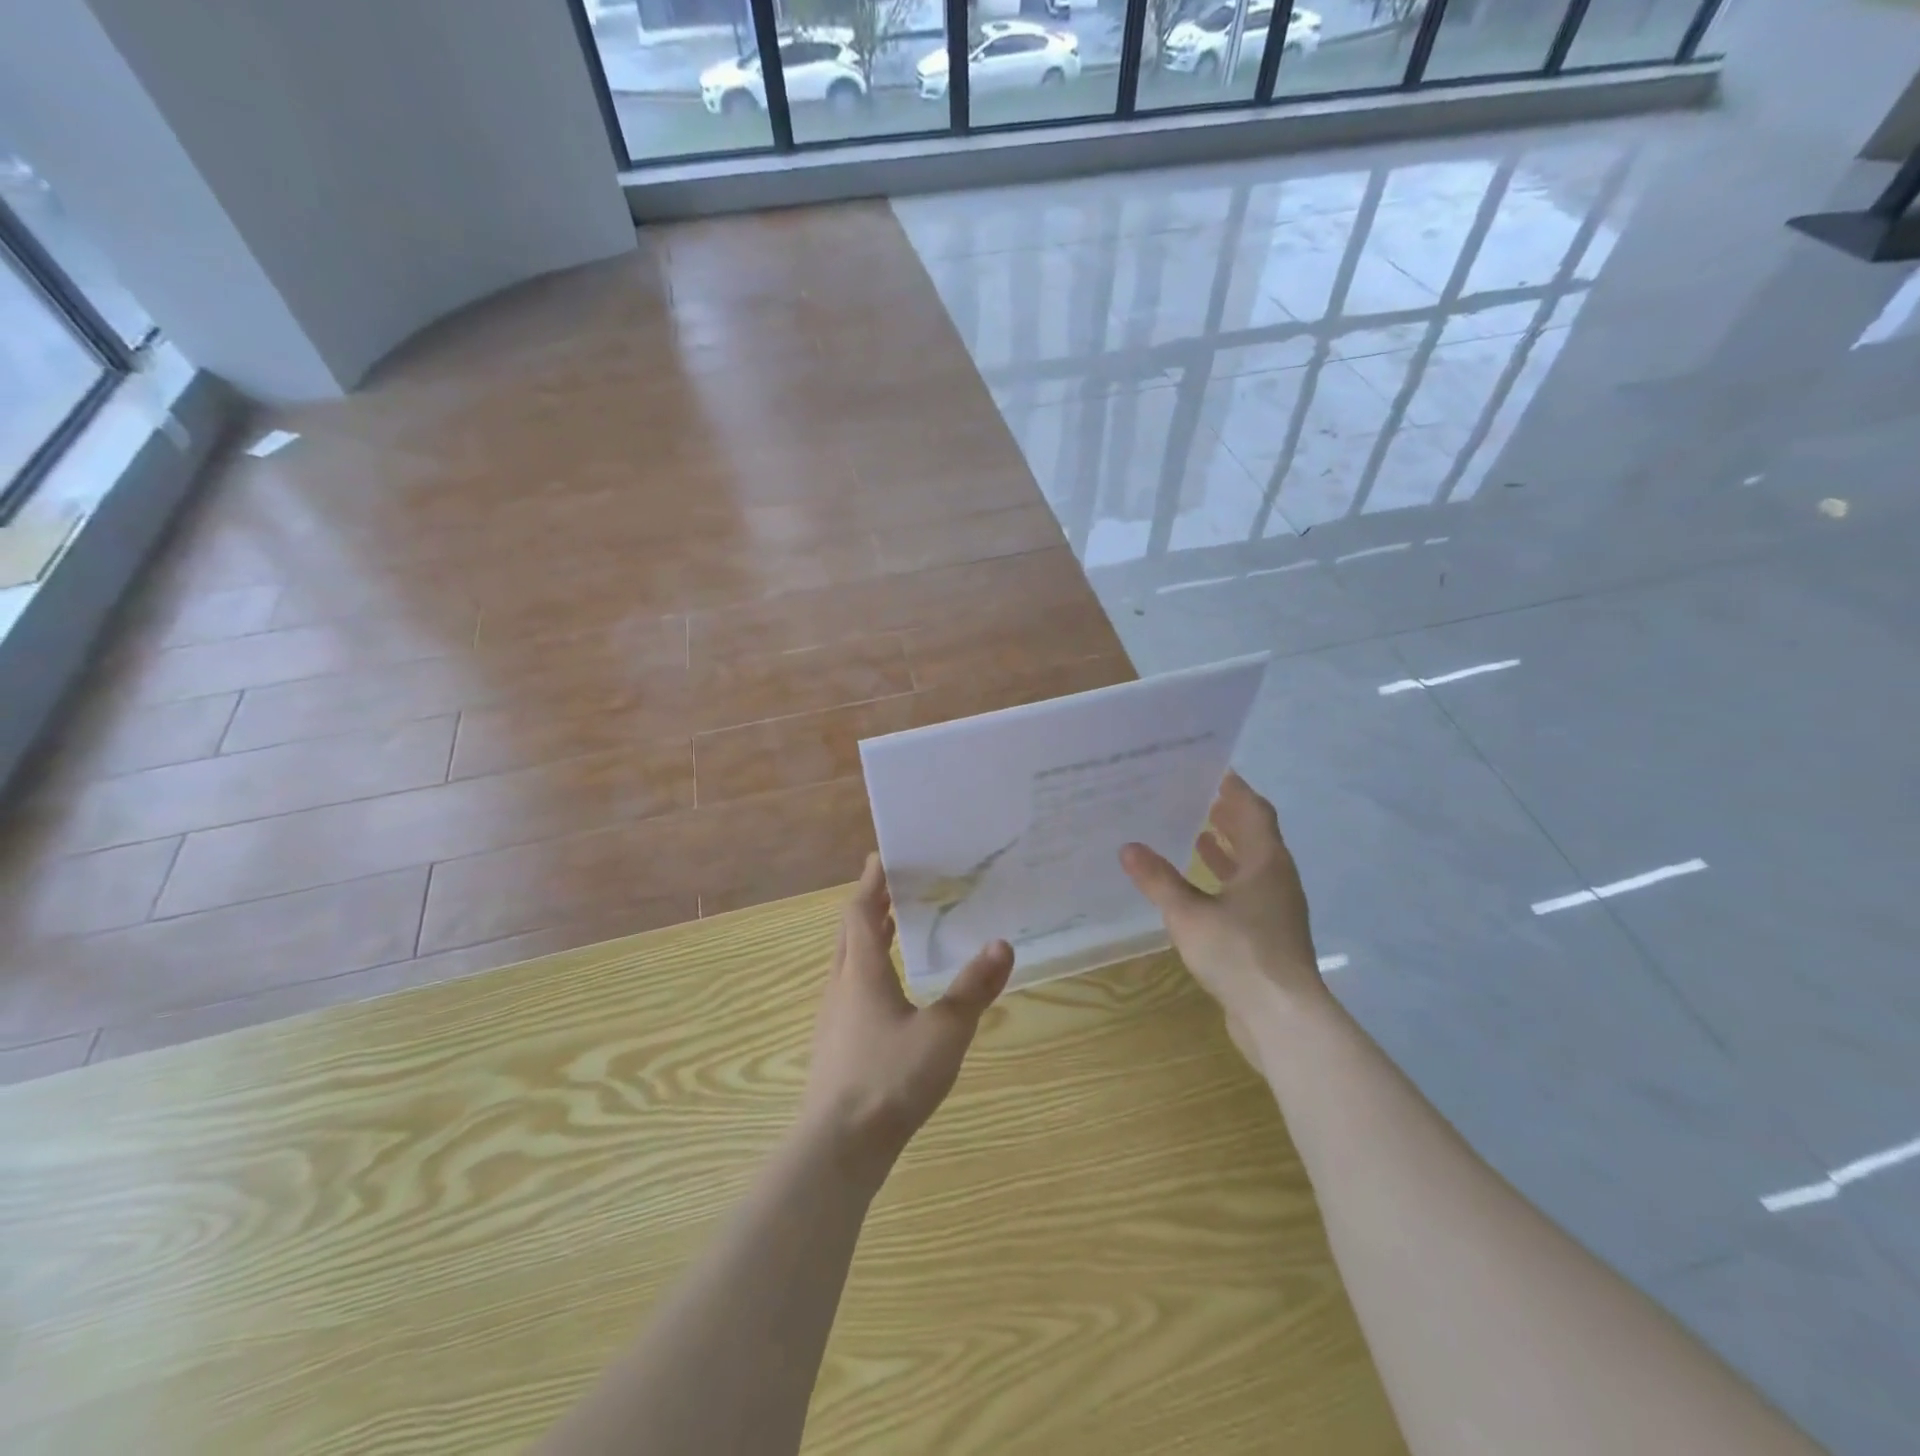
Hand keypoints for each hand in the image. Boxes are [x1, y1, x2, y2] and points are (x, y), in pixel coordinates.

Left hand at [801, 854, 1013, 1180]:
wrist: (838, 1149)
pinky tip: (888, 994)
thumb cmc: (889, 1079)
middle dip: (869, 906)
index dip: (870, 883)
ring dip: (866, 939)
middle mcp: (841, 988)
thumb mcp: (944, 1032)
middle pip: (849, 934)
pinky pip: (850, 991)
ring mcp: (834, 1020)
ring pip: (847, 964)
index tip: (880, 857)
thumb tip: (1002, 944)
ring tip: (892, 930)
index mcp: (862, 973)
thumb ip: (973, 989)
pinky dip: (867, 972)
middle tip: (892, 887)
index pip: (859, 913)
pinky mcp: (835, 1048)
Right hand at [1120, 772, 1327, 1040]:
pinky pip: (1246, 891)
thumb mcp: (1188, 914)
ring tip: (1196, 832)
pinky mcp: (1268, 934)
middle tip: (1195, 795)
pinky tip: (1199, 886)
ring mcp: (1276, 908)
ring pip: (1251, 865)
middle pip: (1255, 835)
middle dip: (1228, 814)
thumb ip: (1158, 879)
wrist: (1281, 1017)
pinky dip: (1224, 879)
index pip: (1254, 810)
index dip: (1235, 788)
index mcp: (1266, 862)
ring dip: (1226, 847)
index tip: (1211, 768)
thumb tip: (1128, 847)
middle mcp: (1276, 878)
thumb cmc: (1239, 953)